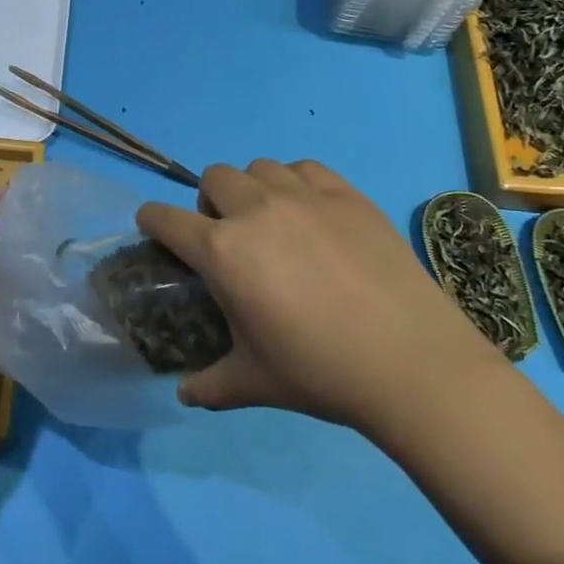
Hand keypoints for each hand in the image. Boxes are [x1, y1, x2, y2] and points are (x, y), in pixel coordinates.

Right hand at [137, 159, 499, 431]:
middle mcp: (255, 211)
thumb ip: (209, 385)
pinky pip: (306, 169)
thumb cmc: (320, 372)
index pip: (164, 218)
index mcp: (222, 251)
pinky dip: (297, 184)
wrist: (411, 362)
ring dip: (253, 190)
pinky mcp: (347, 195)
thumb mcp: (254, 383)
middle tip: (229, 238)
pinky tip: (312, 215)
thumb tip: (185, 395)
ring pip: (259, 168)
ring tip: (272, 223)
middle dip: (209, 203)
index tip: (156, 232)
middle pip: (212, 178)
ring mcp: (304, 197)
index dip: (151, 222)